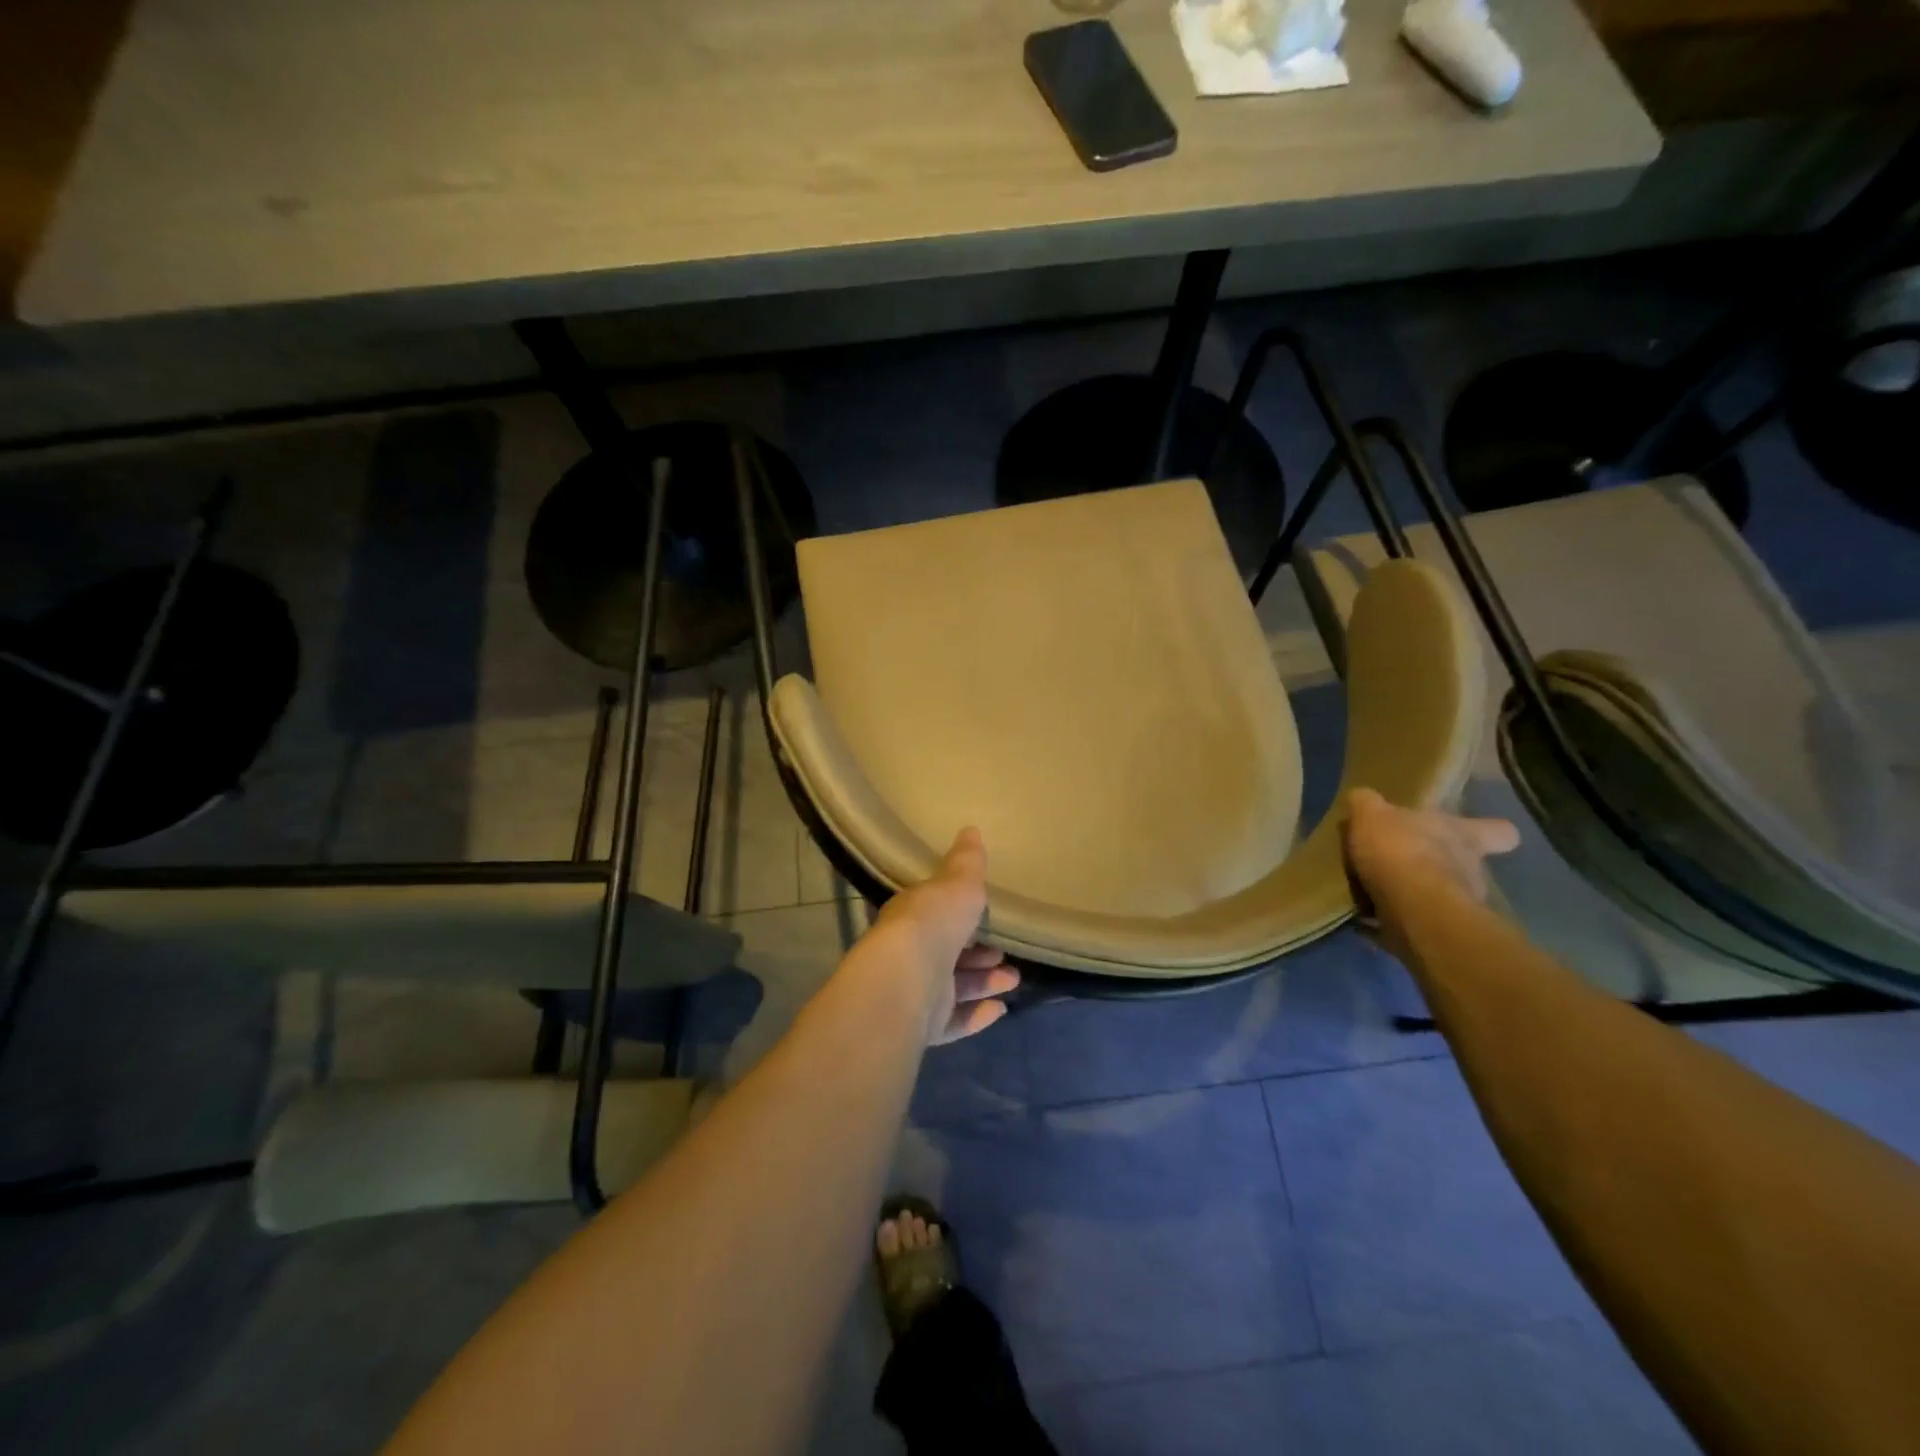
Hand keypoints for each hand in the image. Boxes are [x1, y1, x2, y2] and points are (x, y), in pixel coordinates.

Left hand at [868, 827, 1019, 1044]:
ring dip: (984, 983)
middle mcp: (909, 954)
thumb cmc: (934, 922)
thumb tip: (970, 829)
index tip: (988, 919)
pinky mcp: (921, 1026)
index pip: (936, 915)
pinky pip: (952, 1021)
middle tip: (1006, 956)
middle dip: (979, 955)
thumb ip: (967, 862)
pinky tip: (999, 1010)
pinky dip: (975, 1015)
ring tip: (1012, 981)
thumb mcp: (957, 883)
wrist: (908, 979)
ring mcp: (914, 993)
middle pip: (948, 954)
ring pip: (953, 988)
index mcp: (912, 917)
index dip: (962, 917)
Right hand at [1340, 787, 1519, 961]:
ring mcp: (1459, 906)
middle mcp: (1471, 870)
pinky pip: (1412, 925)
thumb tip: (1362, 798)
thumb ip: (1367, 804)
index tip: (1469, 831)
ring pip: (1439, 896)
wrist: (1413, 911)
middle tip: (1398, 863)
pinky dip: (1390, 923)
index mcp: (1464, 836)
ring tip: (1374, 893)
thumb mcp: (1372, 814)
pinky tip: (1363, 920)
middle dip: (1434, 865)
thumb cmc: (1401, 851)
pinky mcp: (1437, 934)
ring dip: (1413, 895)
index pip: (1498, 831)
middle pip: (1464, 864)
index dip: (1487, 830)